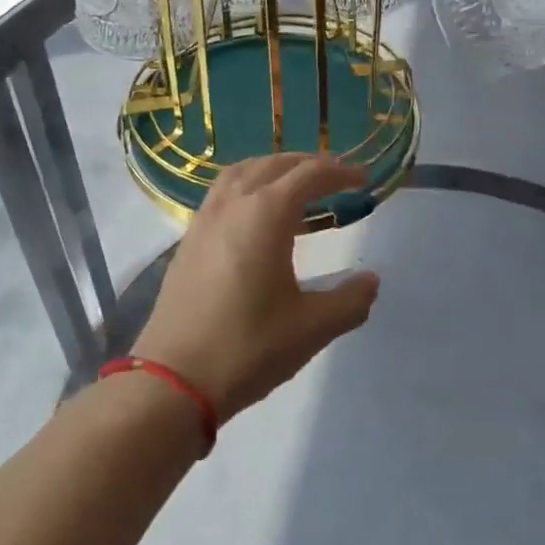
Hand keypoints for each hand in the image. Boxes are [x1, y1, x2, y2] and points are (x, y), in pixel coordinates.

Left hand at [133, 154, 380, 422]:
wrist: (173, 379)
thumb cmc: (248, 347)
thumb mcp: (312, 328)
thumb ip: (349, 301)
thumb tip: (371, 281)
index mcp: (266, 214)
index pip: (309, 175)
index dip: (340, 172)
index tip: (364, 180)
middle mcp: (233, 205)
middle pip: (274, 165)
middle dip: (308, 164)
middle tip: (336, 177)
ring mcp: (204, 220)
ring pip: (242, 173)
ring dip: (273, 169)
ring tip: (296, 185)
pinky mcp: (188, 241)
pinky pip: (222, 193)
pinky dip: (248, 186)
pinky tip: (257, 216)